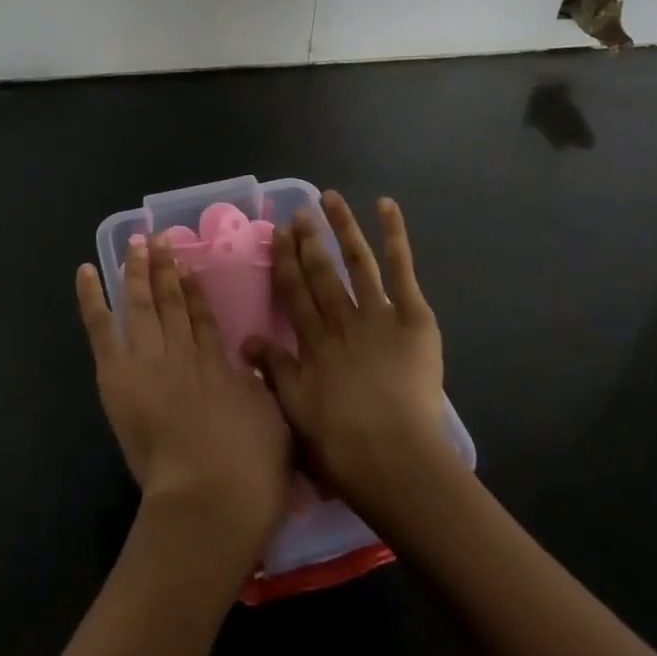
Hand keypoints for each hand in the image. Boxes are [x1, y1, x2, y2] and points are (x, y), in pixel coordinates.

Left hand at [76, 236, 292, 565]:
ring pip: (141, 304)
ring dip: (137, 271)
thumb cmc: (251, 471)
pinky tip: (85, 271)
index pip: (204, 319)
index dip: (195, 291)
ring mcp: (150, 359)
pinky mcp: (120, 374)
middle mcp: (184, 353)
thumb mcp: (274, 424)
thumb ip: (259, 391)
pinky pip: (103, 328)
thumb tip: (252, 370)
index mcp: (219, 366)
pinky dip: (92, 298)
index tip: (189, 265)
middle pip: (172, 303)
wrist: (213, 494)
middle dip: (166, 270)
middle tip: (161, 240)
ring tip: (136, 243)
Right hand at [243, 193, 453, 528]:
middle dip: (308, 242)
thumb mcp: (296, 410)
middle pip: (320, 274)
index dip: (284, 262)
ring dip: (342, 227)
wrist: (391, 458)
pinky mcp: (412, 317)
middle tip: (298, 213)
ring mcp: (376, 315)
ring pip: (356, 262)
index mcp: (313, 344)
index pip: (294, 294)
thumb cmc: (341, 444)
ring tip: (329, 197)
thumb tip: (244, 340)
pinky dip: (394, 236)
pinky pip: (401, 270)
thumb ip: (273, 370)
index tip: (276, 234)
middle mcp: (340, 321)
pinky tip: (384, 204)